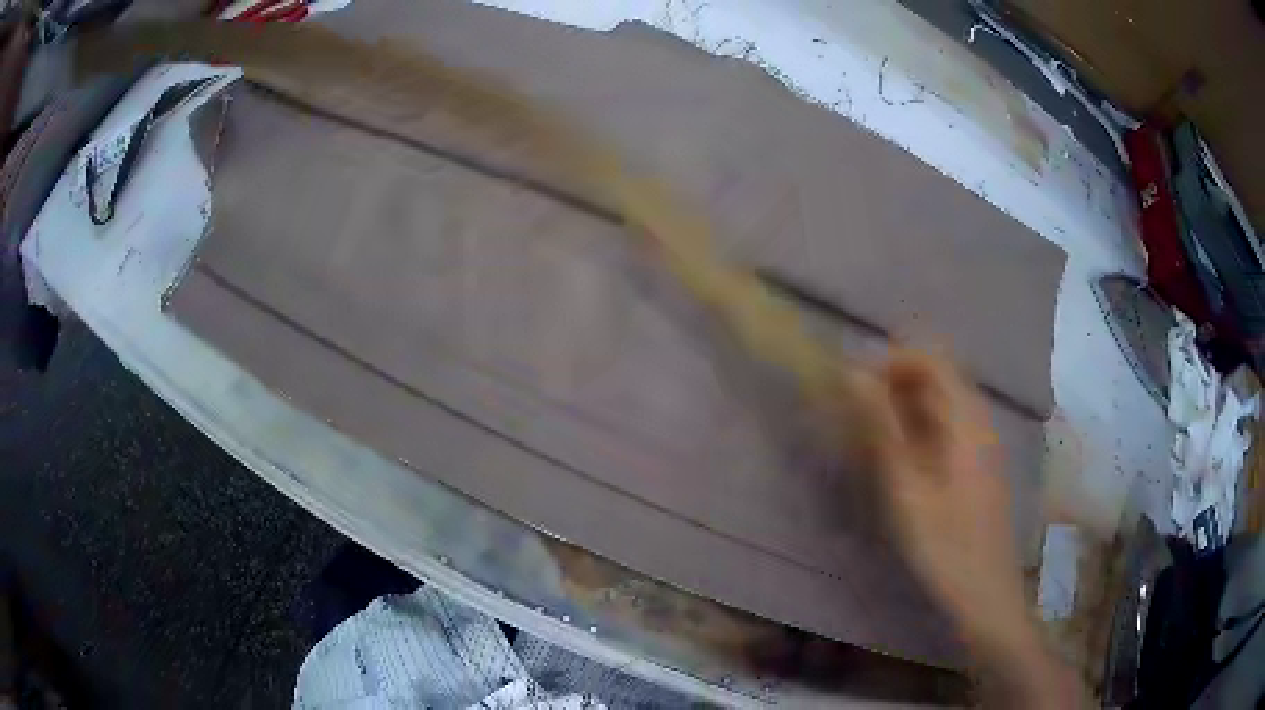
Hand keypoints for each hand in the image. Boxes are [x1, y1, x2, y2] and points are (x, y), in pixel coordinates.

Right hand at [862, 351, 1025, 646]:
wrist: (986, 593)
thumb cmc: (946, 544)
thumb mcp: (907, 489)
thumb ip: (883, 429)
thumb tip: (854, 375)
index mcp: (968, 420)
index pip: (932, 360)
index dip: (891, 361)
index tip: (854, 384)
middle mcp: (980, 421)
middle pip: (939, 378)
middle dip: (895, 384)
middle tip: (857, 413)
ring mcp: (983, 443)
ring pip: (942, 404)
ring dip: (905, 408)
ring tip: (871, 436)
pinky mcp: (979, 465)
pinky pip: (948, 428)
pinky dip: (919, 430)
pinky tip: (900, 460)